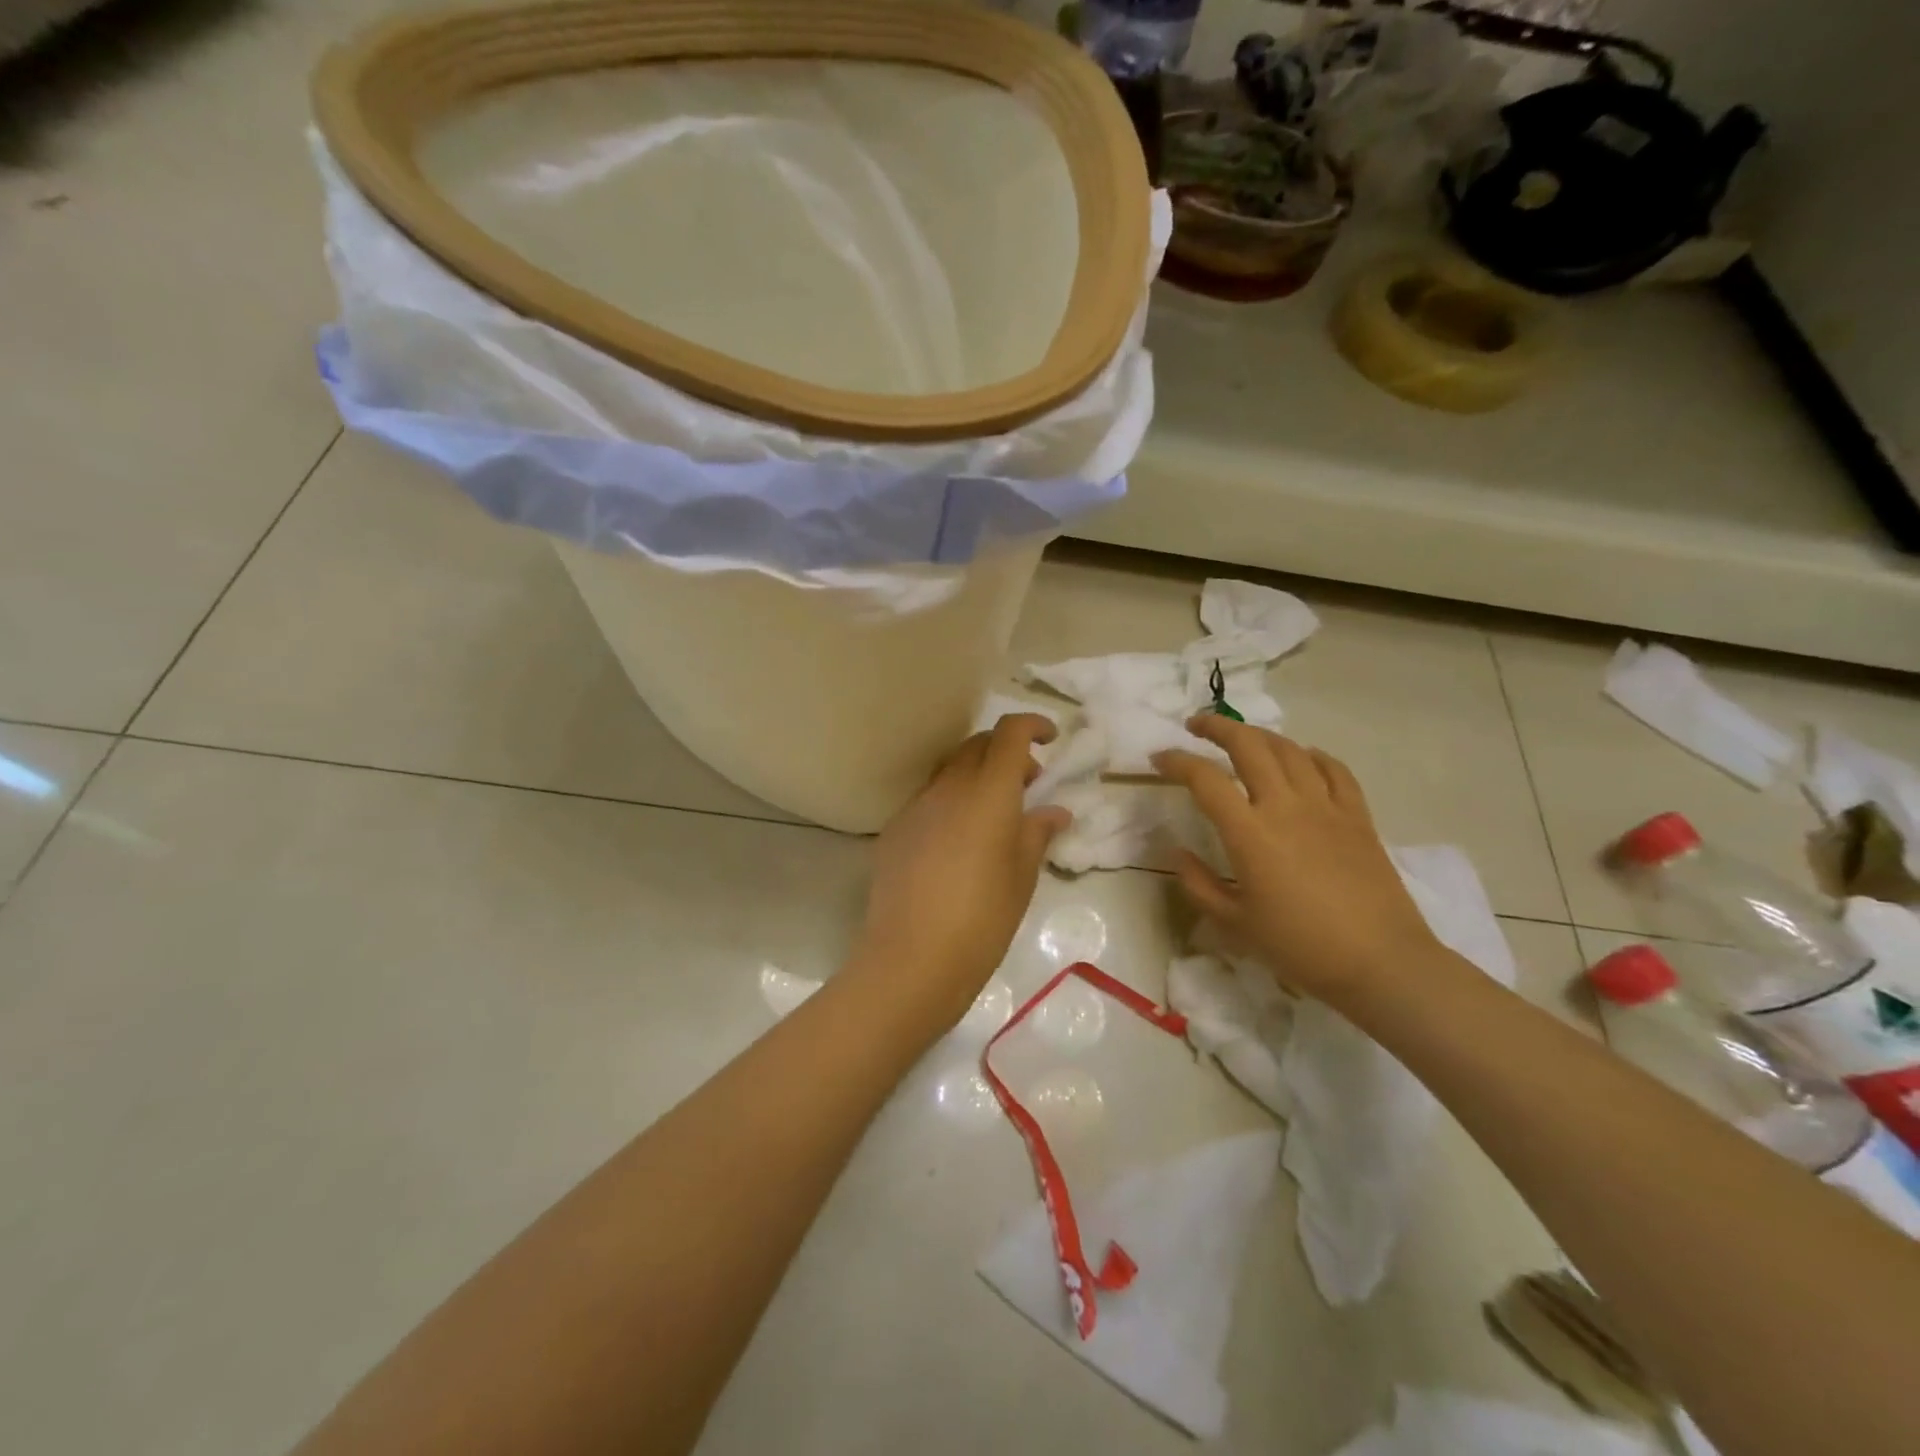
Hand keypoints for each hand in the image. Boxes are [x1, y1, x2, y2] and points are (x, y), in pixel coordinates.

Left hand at [851, 715, 1071, 1034]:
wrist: (912, 958)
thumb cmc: (983, 917)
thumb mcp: (1022, 876)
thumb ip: (1038, 833)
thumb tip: (1054, 811)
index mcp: (988, 791)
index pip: (1009, 733)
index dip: (1032, 725)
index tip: (1050, 739)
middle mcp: (948, 787)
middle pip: (977, 745)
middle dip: (1006, 751)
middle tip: (1028, 783)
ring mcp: (916, 806)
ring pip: (950, 770)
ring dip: (976, 775)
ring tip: (994, 814)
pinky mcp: (895, 830)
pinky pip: (929, 799)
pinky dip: (951, 801)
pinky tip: (958, 842)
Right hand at [1153, 718, 1440, 1006]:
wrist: (1380, 963)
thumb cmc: (1300, 947)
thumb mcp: (1234, 924)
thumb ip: (1198, 884)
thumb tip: (1178, 852)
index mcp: (1250, 833)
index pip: (1205, 779)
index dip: (1176, 761)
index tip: (1158, 759)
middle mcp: (1286, 807)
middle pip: (1249, 745)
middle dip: (1217, 727)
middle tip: (1196, 725)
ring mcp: (1326, 807)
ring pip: (1289, 749)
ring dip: (1260, 735)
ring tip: (1242, 738)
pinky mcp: (1357, 816)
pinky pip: (1334, 769)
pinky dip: (1312, 755)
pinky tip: (1302, 758)